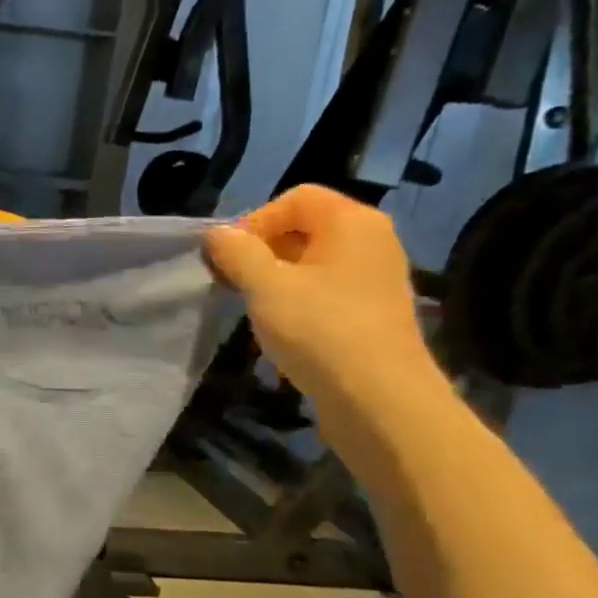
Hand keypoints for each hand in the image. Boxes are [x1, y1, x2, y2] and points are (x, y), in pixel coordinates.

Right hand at [205, 186, 439, 415]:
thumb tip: (217, 234)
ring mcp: (377, 279)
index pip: (296, 197)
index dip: (256, 219)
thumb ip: (237, 253)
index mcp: (353, 222)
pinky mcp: (375, 313)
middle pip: (306, 227)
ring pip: (315, 262)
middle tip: (235, 281)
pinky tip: (283, 329)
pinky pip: (328, 290)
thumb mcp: (265, 286)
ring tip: (255, 307)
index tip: (230, 257)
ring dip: (277, 278)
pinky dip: (299, 300)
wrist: (380, 400)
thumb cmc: (320, 330)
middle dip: (263, 249)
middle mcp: (372, 241)